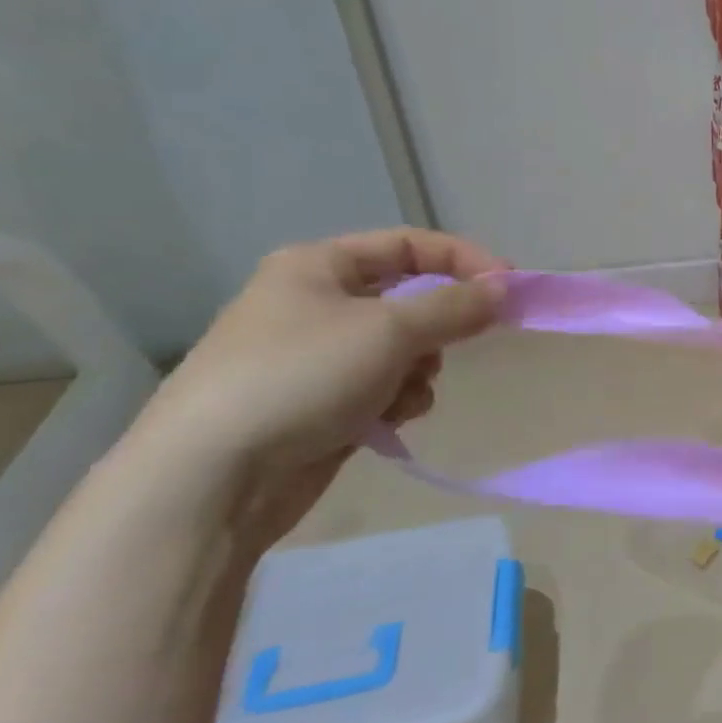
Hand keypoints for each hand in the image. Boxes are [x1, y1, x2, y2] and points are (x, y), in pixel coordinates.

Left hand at [133, 229, 505, 548]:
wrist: (211, 478)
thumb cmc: (301, 378)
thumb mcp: (389, 331)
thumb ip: (455, 306)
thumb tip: (504, 289)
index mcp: (318, 267)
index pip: (409, 245)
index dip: (464, 260)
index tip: (510, 288)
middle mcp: (315, 303)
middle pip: (409, 299)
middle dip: (437, 327)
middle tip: (460, 344)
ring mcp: (316, 356)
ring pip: (402, 348)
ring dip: (418, 370)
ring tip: (403, 395)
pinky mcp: (320, 403)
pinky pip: (383, 386)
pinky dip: (396, 399)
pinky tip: (385, 421)